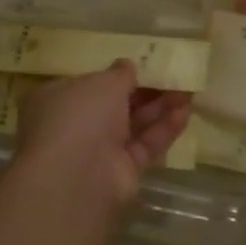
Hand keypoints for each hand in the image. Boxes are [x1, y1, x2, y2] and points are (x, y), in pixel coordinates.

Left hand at [16, 63, 191, 205]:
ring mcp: (98, 151)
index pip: (88, 84)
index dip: (114, 75)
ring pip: (133, 125)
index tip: (141, 66)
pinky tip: (185, 112)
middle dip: (144, 91)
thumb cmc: (79, 115)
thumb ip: (119, 74)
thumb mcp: (102, 83)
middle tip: (172, 76)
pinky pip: (145, 146)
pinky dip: (164, 129)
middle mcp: (75, 125)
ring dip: (159, 108)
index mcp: (57, 99)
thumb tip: (127, 66)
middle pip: (114, 105)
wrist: (76, 178)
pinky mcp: (121, 173)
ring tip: (188, 90)